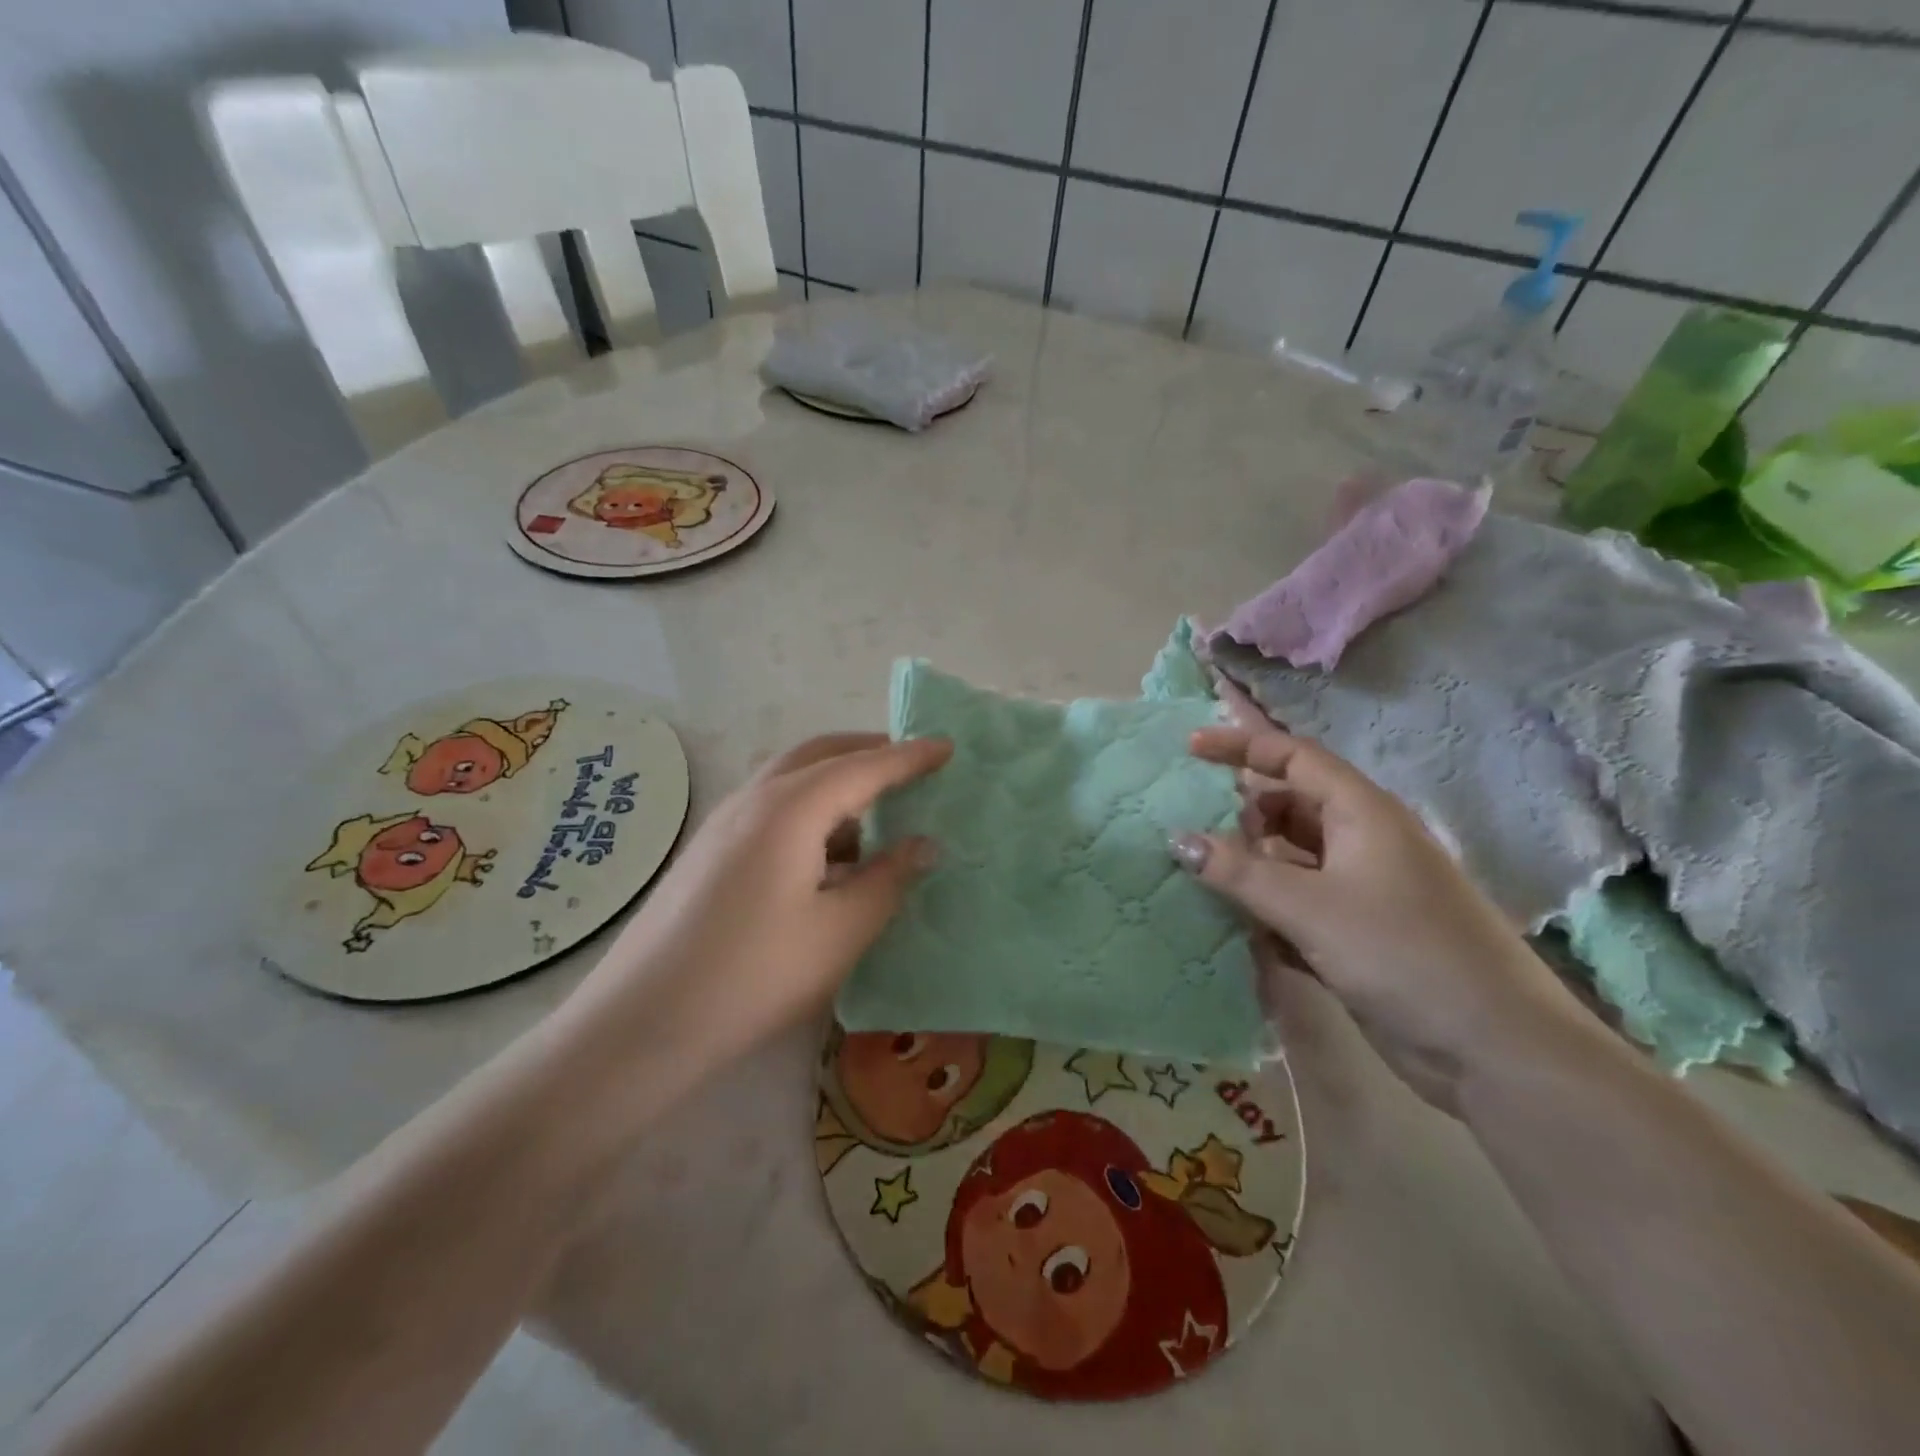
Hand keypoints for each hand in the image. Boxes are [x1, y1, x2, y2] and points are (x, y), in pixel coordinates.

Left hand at [565, 732, 951, 1074]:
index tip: (948, 746)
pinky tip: (829, 853)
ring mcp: (724, 823)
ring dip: (839, 782)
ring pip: (792, 779)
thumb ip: (889, 879)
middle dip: (870, 752)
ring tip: (878, 812)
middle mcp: (754, 799)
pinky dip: (812, 810)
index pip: (863, 766)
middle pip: (820, 755)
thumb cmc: (755, 975)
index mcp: (791, 807)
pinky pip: (773, 807)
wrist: (641, 1023)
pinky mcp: (710, 850)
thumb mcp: (840, 931)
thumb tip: (924, 843)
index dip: (910, 756)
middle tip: (913, 766)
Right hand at [1174, 725, 1576, 1111]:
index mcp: (1362, 813)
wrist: (1495, 1049)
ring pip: (1290, 859)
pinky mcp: (1357, 933)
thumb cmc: (1403, 954)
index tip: (1190, 748)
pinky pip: (1298, 904)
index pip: (1294, 757)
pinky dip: (1267, 909)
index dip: (1242, 746)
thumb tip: (1178, 839)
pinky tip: (1234, 928)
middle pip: (1288, 807)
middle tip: (1191, 829)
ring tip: (1199, 878)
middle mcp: (1361, 842)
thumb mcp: (1311, 907)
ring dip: (1249, 867)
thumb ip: (1240, 872)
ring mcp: (1361, 889)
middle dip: (1240, 814)